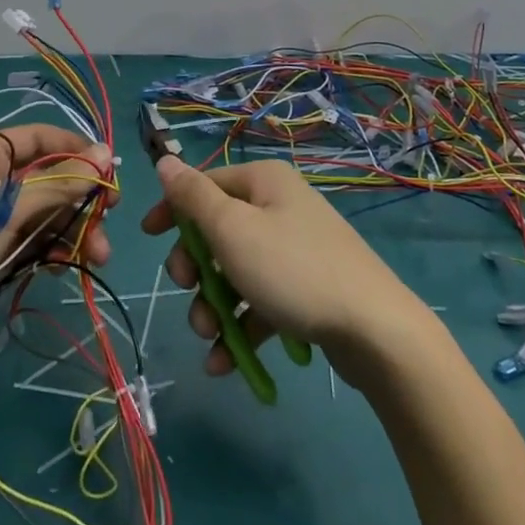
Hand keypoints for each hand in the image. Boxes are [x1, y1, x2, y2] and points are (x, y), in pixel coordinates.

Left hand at [0, 125, 115, 365]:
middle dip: (79, 199)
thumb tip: (105, 155)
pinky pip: (32, 237)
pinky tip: (67, 265)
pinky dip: (52, 248)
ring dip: (72, 229)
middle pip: (48, 177)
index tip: (110, 170)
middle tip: (108, 219)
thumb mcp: (7, 210)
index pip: (41, 137)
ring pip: (45, 211)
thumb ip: (58, 184)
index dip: (77, 149)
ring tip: (97, 256)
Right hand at [140, 155, 428, 384]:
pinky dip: (241, 326)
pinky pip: (262, 300)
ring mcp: (296, 249)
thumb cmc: (293, 270)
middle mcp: (280, 206)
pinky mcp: (308, 289)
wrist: (377, 331)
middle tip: (188, 293)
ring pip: (237, 272)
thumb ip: (192, 197)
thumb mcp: (232, 229)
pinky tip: (224, 364)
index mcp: (263, 182)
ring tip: (210, 339)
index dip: (172, 210)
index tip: (147, 239)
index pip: (203, 185)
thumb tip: (165, 160)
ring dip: (214, 305)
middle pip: (218, 231)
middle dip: (196, 269)